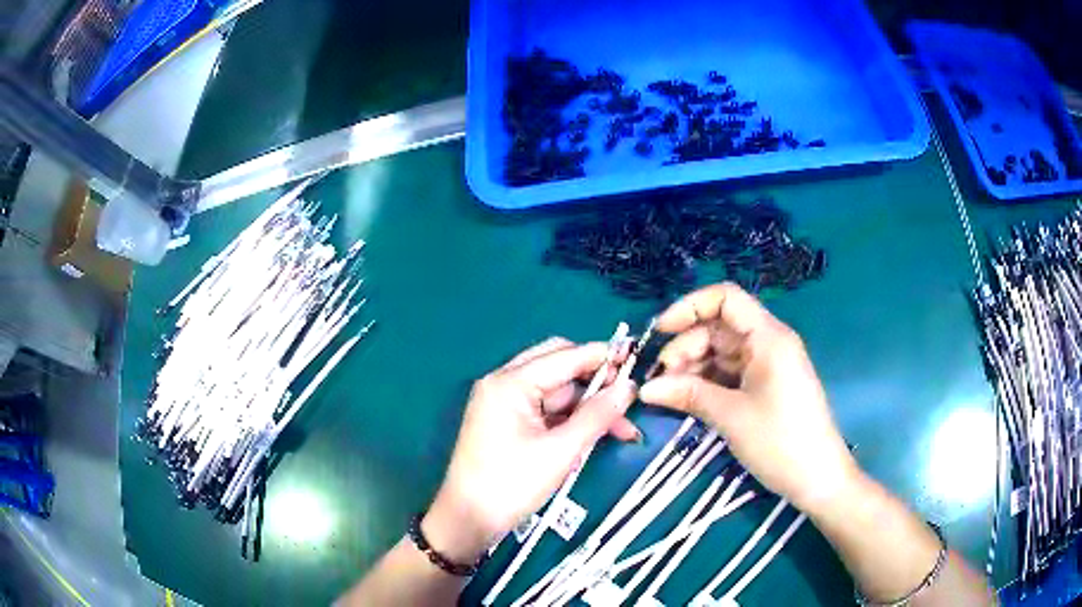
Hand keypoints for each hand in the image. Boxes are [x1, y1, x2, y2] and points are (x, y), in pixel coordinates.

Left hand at [423, 338, 638, 563]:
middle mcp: (504, 383)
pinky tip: (598, 433)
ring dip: (588, 406)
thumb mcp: (560, 451)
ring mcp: (504, 403)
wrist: (468, 520)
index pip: (565, 355)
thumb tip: (630, 388)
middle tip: (629, 395)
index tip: (638, 360)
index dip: (602, 356)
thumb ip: (597, 415)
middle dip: (595, 380)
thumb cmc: (511, 484)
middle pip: (559, 366)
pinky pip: (546, 410)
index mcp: (510, 382)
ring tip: (625, 429)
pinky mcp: (508, 422)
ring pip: (557, 392)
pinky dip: (572, 420)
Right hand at [639, 283, 857, 511]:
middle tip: (658, 380)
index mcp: (768, 337)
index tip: (659, 332)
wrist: (818, 478)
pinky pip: (728, 374)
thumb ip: (688, 394)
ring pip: (720, 353)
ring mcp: (766, 366)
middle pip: (718, 328)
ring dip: (691, 368)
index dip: (689, 307)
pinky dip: (705, 383)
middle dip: (684, 347)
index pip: (726, 298)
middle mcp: (767, 343)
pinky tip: (684, 400)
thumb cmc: (780, 442)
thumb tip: (645, 388)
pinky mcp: (763, 387)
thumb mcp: (731, 416)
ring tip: (666, 394)